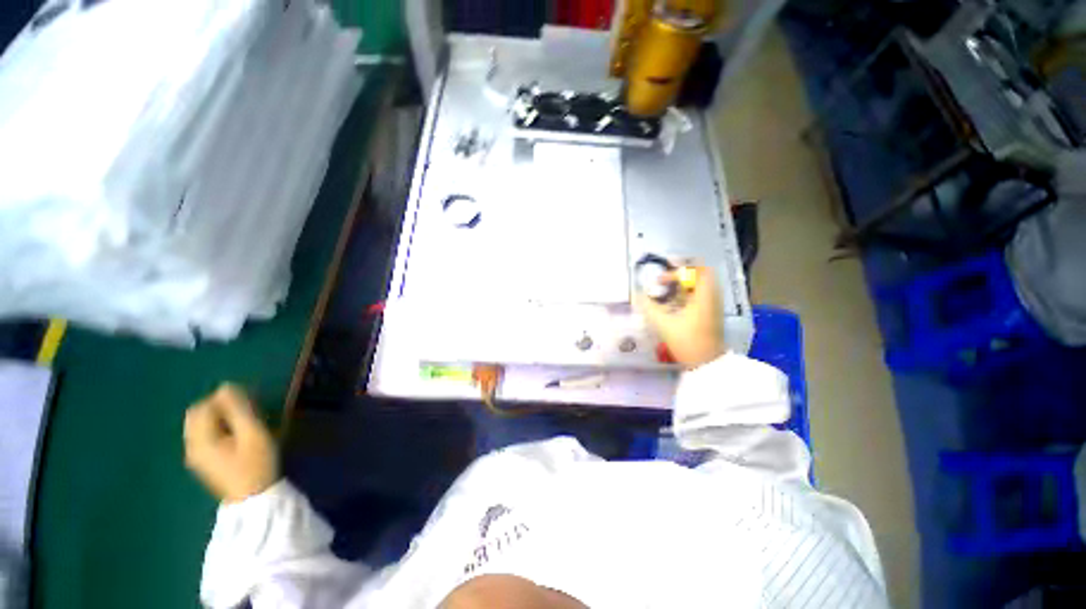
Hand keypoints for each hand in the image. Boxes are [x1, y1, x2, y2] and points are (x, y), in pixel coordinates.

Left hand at [184, 384, 278, 503]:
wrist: (254, 500)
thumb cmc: (256, 464)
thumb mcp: (253, 434)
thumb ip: (239, 410)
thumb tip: (226, 386)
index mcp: (200, 440)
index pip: (202, 407)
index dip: (223, 399)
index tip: (248, 403)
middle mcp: (191, 446)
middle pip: (197, 415)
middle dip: (219, 407)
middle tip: (245, 411)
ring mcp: (195, 456)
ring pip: (200, 425)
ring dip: (219, 418)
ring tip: (243, 423)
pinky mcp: (202, 462)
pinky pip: (204, 435)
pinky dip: (217, 428)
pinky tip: (236, 436)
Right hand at [635, 264, 724, 368]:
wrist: (706, 364)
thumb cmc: (686, 341)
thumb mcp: (663, 323)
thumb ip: (648, 306)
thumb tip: (637, 294)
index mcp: (703, 296)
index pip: (697, 270)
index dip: (679, 269)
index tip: (661, 279)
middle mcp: (712, 297)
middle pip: (699, 276)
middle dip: (679, 276)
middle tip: (663, 282)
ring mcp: (714, 307)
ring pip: (700, 287)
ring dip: (683, 286)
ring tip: (666, 293)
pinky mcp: (711, 315)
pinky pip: (700, 297)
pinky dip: (687, 296)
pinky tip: (673, 305)